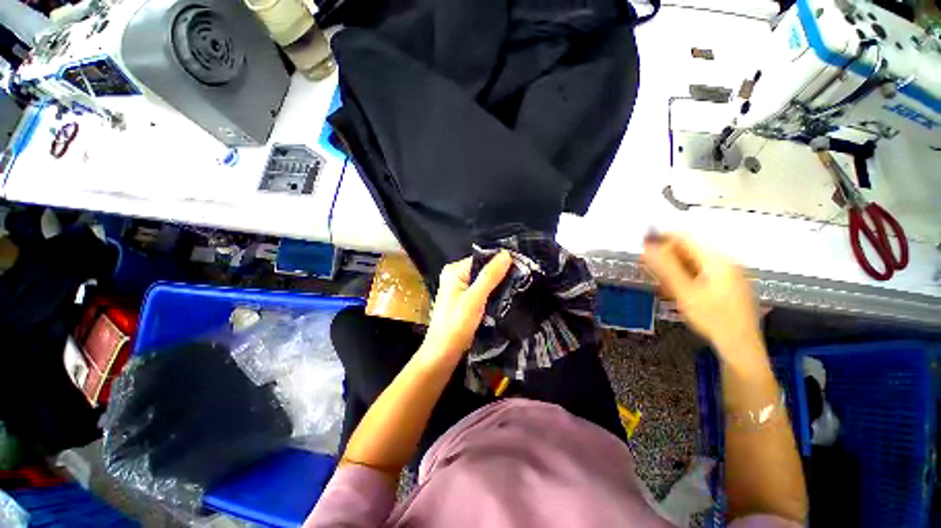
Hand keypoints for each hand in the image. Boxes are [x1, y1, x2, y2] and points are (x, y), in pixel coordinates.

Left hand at [419, 251, 512, 362]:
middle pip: (483, 270)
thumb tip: (506, 254)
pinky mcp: (465, 303)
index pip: (482, 258)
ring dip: (499, 286)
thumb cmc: (455, 325)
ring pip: (484, 282)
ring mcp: (460, 290)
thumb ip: (490, 276)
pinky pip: (482, 293)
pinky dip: (493, 295)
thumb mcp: (474, 298)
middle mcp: (456, 277)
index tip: (522, 265)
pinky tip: (507, 299)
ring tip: (520, 287)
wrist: (442, 355)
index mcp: (454, 271)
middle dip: (502, 274)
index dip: (501, 261)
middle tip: (524, 278)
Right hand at [641, 234, 767, 373]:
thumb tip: (648, 246)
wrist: (740, 346)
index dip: (662, 239)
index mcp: (717, 260)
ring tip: (660, 283)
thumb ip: (666, 267)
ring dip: (674, 268)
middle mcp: (725, 262)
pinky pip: (702, 274)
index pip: (686, 238)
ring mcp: (729, 275)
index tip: (643, 247)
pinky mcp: (728, 286)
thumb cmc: (711, 318)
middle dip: (667, 257)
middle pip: (691, 250)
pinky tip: (677, 290)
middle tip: (647, 268)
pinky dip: (685, 277)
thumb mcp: (684, 292)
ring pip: (695, 263)